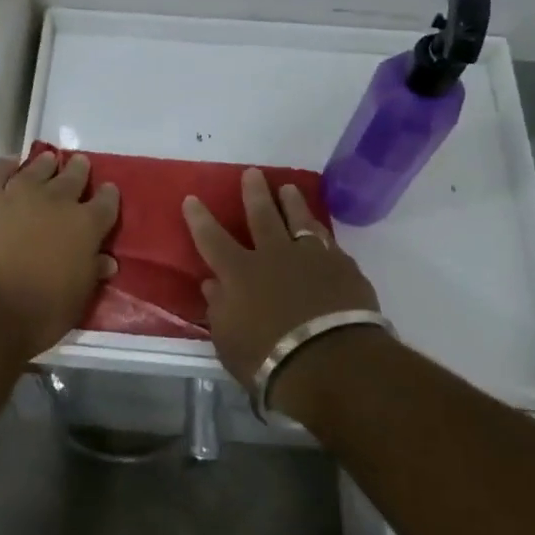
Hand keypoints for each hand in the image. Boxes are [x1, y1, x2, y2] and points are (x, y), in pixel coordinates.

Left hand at [0, 152, 119, 360]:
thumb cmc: (38, 314)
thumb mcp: (77, 299)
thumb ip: (91, 273)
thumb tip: (106, 260)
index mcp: (85, 226)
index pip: (105, 203)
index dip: (107, 195)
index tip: (107, 191)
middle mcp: (56, 201)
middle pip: (73, 177)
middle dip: (78, 171)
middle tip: (79, 165)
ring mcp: (19, 193)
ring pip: (38, 168)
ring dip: (46, 164)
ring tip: (48, 160)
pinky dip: (6, 165)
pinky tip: (11, 164)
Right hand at [183, 168, 380, 390]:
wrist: (332, 361)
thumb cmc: (269, 359)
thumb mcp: (228, 342)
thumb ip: (219, 308)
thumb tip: (212, 284)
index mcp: (239, 273)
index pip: (212, 239)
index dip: (200, 219)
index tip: (192, 198)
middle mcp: (273, 256)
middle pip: (262, 216)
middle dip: (254, 193)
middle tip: (252, 173)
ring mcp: (311, 257)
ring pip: (299, 220)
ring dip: (292, 203)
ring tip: (288, 188)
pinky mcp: (343, 267)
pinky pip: (329, 242)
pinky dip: (322, 235)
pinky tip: (322, 232)